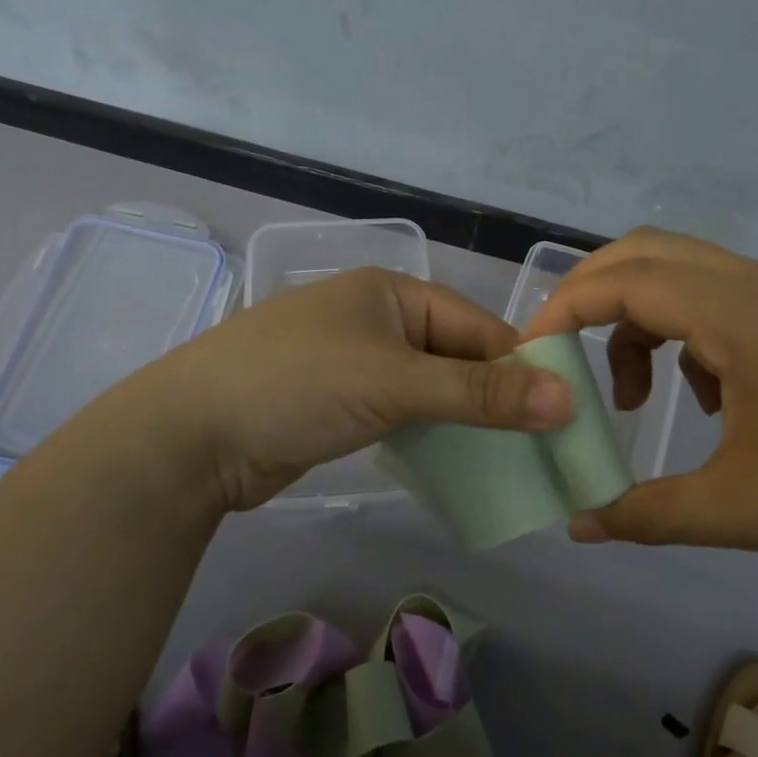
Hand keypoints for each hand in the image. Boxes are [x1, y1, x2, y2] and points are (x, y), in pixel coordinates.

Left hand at [140, 267, 573, 511]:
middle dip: (496, 398)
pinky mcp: (341, 404)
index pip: (476, 326)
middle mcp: (377, 320)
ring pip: (431, 388)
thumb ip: (479, 393)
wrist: (190, 436)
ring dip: (466, 420)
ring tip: (515, 460)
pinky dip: (431, 434)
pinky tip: (461, 463)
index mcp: (391, 293)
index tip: (565, 413)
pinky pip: (404, 413)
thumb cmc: (296, 385)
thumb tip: (567, 399)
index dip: (521, 366)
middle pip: (456, 357)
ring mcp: (356, 363)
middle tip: (545, 445)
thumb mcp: (393, 383)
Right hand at [521, 228, 757, 600]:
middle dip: (590, 295)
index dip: (564, 310)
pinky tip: (710, 399)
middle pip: (646, 252)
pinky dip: (684, 331)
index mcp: (743, 316)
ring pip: (683, 272)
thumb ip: (645, 514)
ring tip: (639, 396)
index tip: (530, 356)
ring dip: (640, 318)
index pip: (625, 282)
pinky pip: (720, 298)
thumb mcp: (743, 512)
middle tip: (560, 353)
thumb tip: (574, 524)